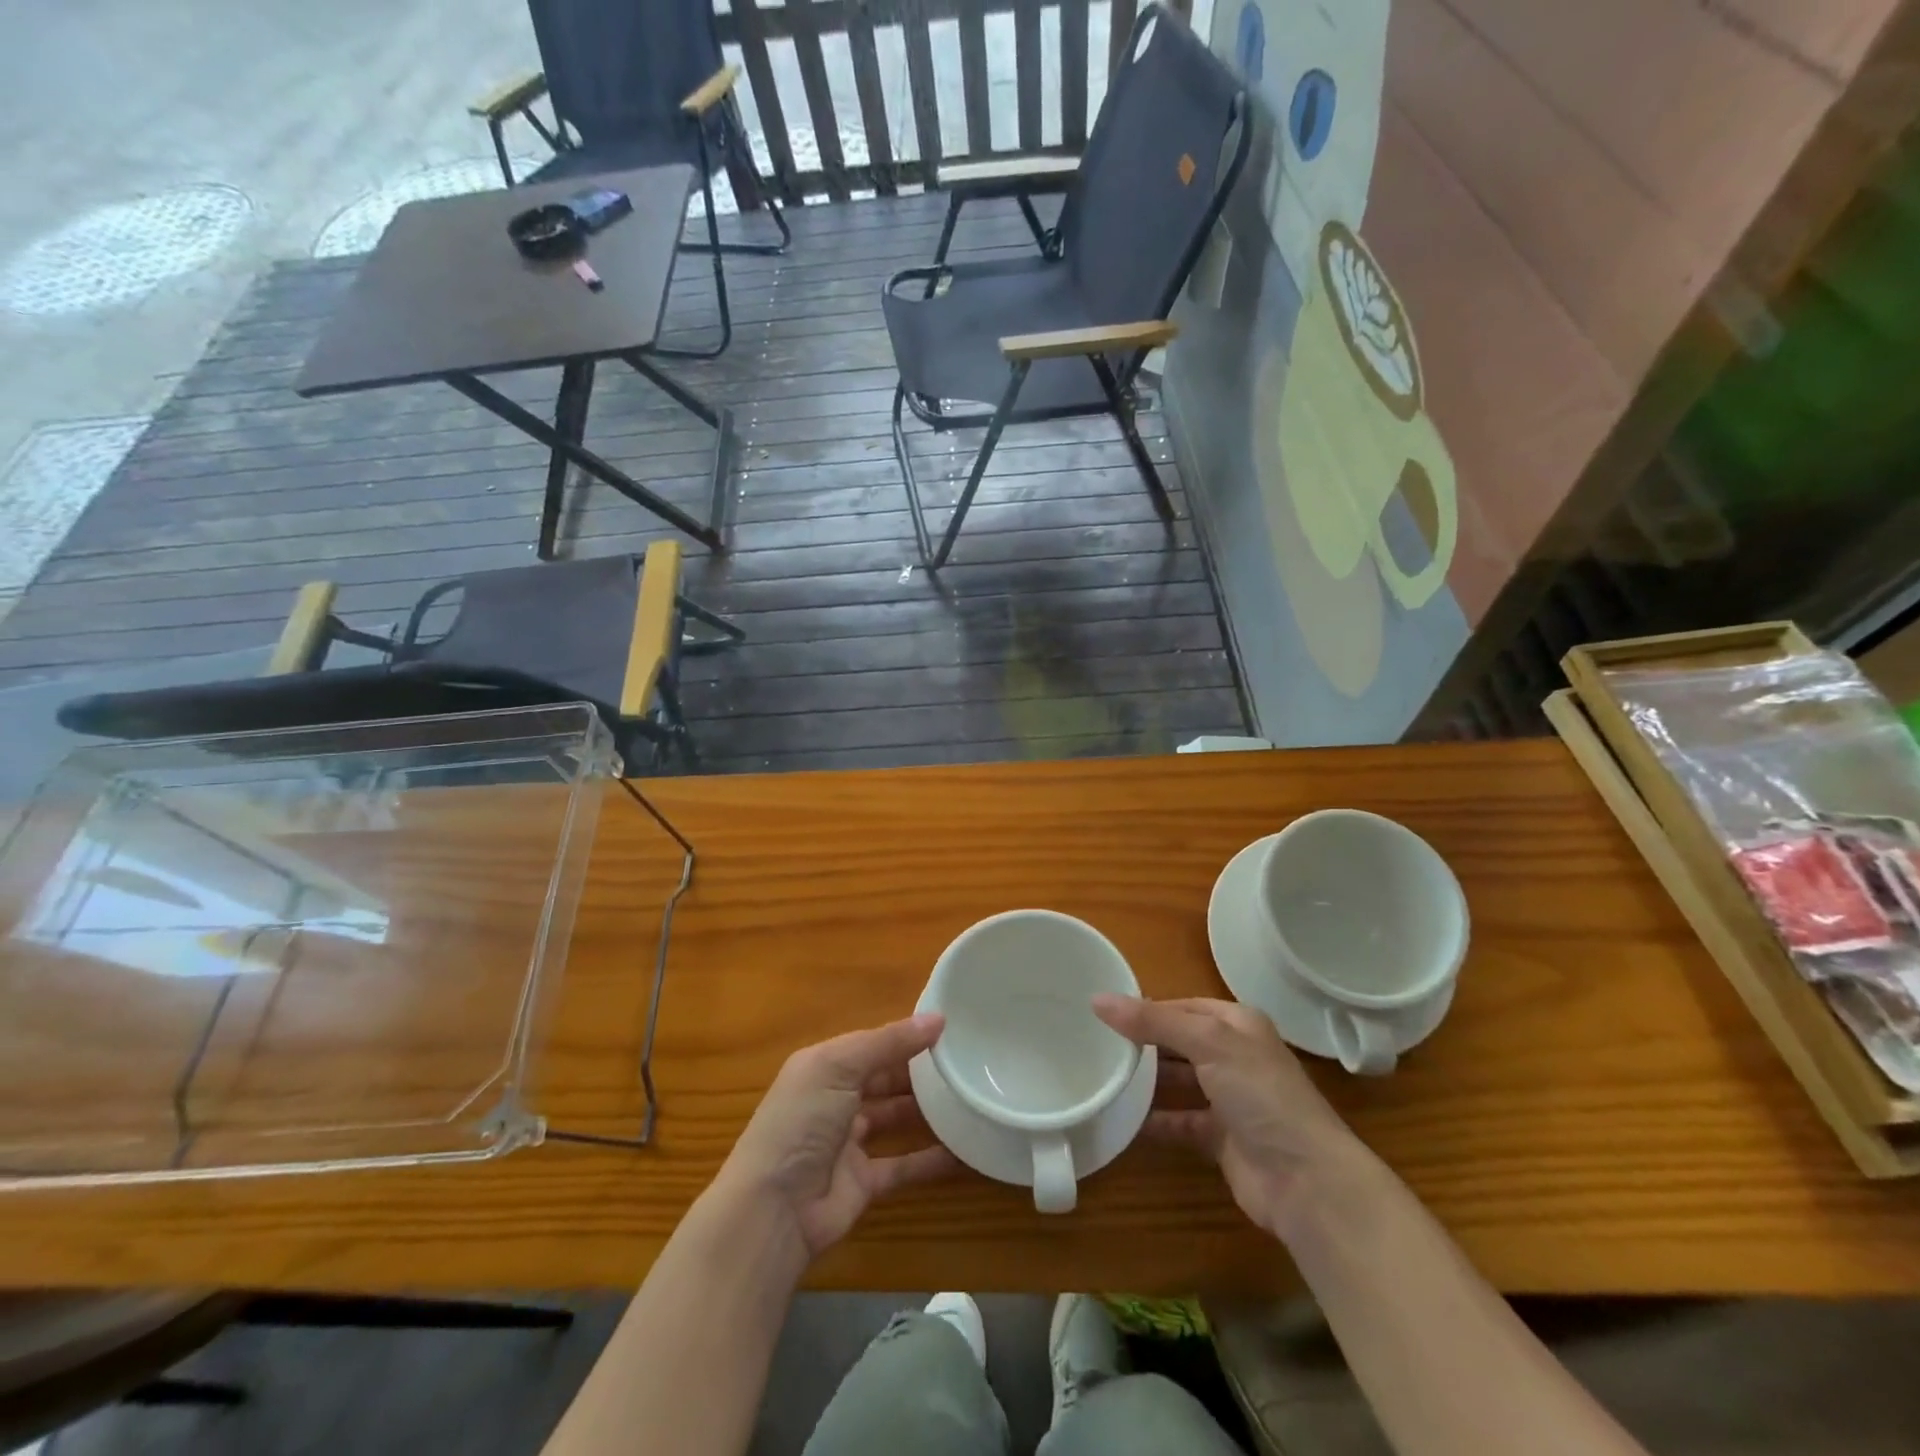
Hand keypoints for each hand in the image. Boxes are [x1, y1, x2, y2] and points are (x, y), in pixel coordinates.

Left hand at [712, 1013, 957, 1262]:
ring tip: (969, 1096)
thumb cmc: (801, 1122)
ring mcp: (849, 1143)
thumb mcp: (840, 1067)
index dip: (905, 1035)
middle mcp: (835, 1099)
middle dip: (919, 1071)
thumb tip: (938, 1018)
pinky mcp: (863, 1183)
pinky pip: (904, 1165)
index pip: (871, 1044)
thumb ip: (889, 1042)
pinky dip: (932, 1159)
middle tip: (965, 1061)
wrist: (773, 1210)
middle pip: (885, 1078)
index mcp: (824, 1066)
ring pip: (895, 1118)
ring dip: (928, 1111)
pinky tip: (965, 1150)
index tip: (950, 1027)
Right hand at [1093, 995, 1370, 1239]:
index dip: (1147, 1007)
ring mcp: (1230, 1100)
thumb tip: (1098, 999)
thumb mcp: (1208, 1043)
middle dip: (1144, 1042)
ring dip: (1148, 1080)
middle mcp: (1235, 1057)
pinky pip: (1180, 1122)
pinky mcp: (1221, 1139)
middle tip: (1097, 1042)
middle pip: (1180, 1042)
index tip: (1103, 1012)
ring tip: (1104, 1074)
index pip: (1183, 1006)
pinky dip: (1155, 1120)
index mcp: (1239, 1025)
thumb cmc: (1261, 1096)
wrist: (1307, 1182)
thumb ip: (1154, 1021)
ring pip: (1179, 1080)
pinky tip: (1123, 1118)